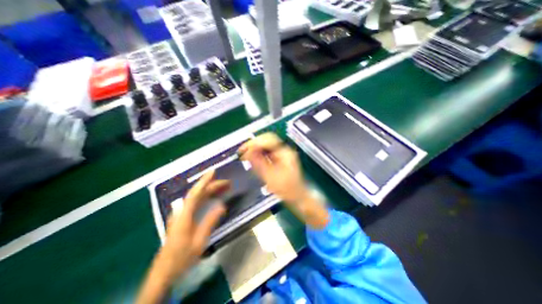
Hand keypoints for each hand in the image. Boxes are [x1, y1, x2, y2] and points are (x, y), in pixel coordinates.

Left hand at [159, 169, 230, 278]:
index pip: (195, 193)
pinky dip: (206, 197)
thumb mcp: (199, 241)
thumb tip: (222, 205)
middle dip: (213, 185)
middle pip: (198, 193)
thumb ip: (210, 222)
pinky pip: (196, 202)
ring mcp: (181, 214)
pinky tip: (213, 197)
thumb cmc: (182, 257)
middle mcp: (182, 211)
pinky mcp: (182, 217)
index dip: (204, 181)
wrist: (164, 271)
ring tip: (224, 188)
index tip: (213, 171)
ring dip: (210, 190)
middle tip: (228, 183)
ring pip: (197, 197)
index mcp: (184, 216)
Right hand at [239, 133, 327, 227]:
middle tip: (242, 152)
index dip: (254, 143)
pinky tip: (253, 159)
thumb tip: (247, 152)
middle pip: (267, 140)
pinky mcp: (280, 159)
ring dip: (255, 149)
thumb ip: (259, 163)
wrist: (297, 197)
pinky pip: (267, 152)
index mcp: (285, 153)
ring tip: (245, 156)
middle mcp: (284, 150)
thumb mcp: (270, 177)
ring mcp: (283, 154)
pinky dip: (259, 154)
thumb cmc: (286, 189)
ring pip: (266, 145)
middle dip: (253, 145)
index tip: (243, 150)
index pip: (268, 139)